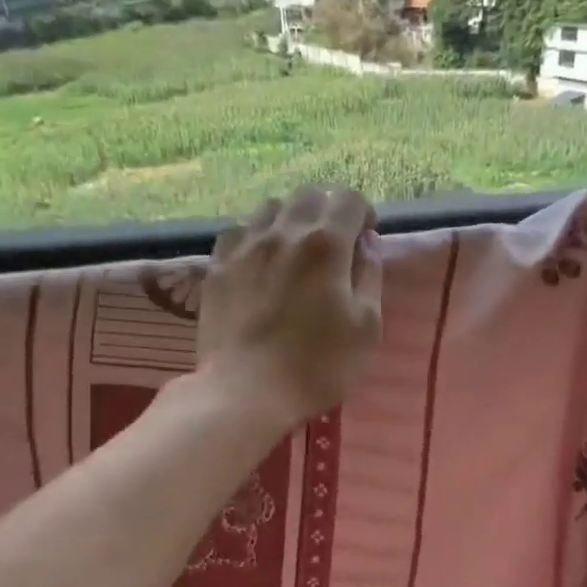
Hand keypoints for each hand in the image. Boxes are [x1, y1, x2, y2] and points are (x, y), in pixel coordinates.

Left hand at [196, 187, 381, 429]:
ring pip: (269, 207)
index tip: (365, 238)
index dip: (362, 212)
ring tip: (295, 250)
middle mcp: (283, 232)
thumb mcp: (365, 327)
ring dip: (290, 219)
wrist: (245, 392)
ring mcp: (244, 247)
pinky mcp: (216, 267)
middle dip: (327, 210)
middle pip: (308, 195)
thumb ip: (370, 276)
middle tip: (334, 243)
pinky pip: (237, 231)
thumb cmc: (317, 365)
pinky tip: (258, 262)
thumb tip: (367, 242)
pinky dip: (254, 236)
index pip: (348, 198)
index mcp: (326, 244)